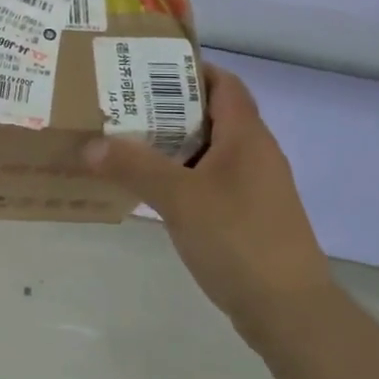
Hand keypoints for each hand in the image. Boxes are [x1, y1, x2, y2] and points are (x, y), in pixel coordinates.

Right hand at [84, 63, 328, 318]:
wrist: (289, 310)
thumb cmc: (238, 239)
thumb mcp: (180, 198)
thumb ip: (134, 167)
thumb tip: (90, 144)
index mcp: (247, 137)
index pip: (223, 83)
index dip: (190, 69)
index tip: (146, 68)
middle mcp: (255, 154)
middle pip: (212, 115)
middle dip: (168, 107)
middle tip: (123, 105)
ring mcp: (254, 188)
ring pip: (209, 151)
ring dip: (173, 144)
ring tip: (127, 142)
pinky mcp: (248, 217)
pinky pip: (210, 181)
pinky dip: (182, 176)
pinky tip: (152, 189)